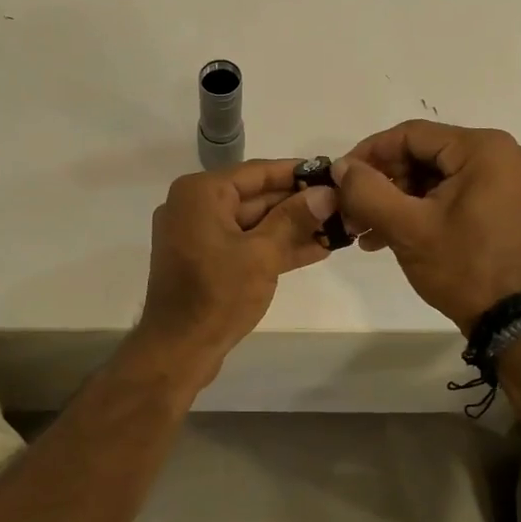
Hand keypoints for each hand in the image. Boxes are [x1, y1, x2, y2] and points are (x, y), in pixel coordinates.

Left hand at [134, 159, 338, 380]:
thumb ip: (294, 218)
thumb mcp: (262, 254)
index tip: (334, 172)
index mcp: (201, 193)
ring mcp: (198, 235)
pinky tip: (316, 249)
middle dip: (299, 203)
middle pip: (256, 196)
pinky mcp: (205, 261)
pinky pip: (244, 244)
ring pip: (253, 223)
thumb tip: (327, 193)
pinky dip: (274, 247)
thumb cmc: (218, 295)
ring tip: (339, 227)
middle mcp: (195, 206)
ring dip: (293, 227)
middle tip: (343, 204)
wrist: (177, 350)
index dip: (298, 172)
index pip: (257, 172)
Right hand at [333, 120, 520, 333]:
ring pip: (436, 178)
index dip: (368, 154)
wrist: (514, 320)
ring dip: (397, 201)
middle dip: (382, 184)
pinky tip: (390, 236)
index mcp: (485, 148)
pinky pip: (454, 194)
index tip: (340, 179)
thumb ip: (366, 190)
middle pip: (424, 156)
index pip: (411, 135)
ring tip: (366, 231)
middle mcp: (504, 154)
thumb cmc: (462, 267)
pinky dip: (422, 210)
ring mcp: (510, 181)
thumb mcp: (407, 227)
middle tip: (352, 212)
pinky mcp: (507, 205)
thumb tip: (341, 166)